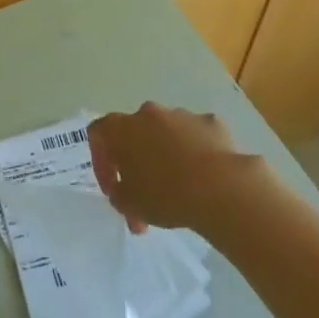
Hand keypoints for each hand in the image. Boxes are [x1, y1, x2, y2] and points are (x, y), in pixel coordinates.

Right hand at [88, 102, 263, 233]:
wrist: (220, 188)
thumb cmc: (165, 194)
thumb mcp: (128, 204)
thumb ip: (118, 192)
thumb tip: (123, 188)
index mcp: (122, 127)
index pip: (98, 134)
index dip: (101, 161)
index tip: (113, 189)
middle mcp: (149, 113)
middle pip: (135, 133)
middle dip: (137, 163)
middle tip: (145, 196)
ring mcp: (182, 115)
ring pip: (166, 134)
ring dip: (166, 156)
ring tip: (178, 191)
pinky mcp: (211, 123)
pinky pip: (196, 137)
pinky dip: (195, 153)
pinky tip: (203, 179)